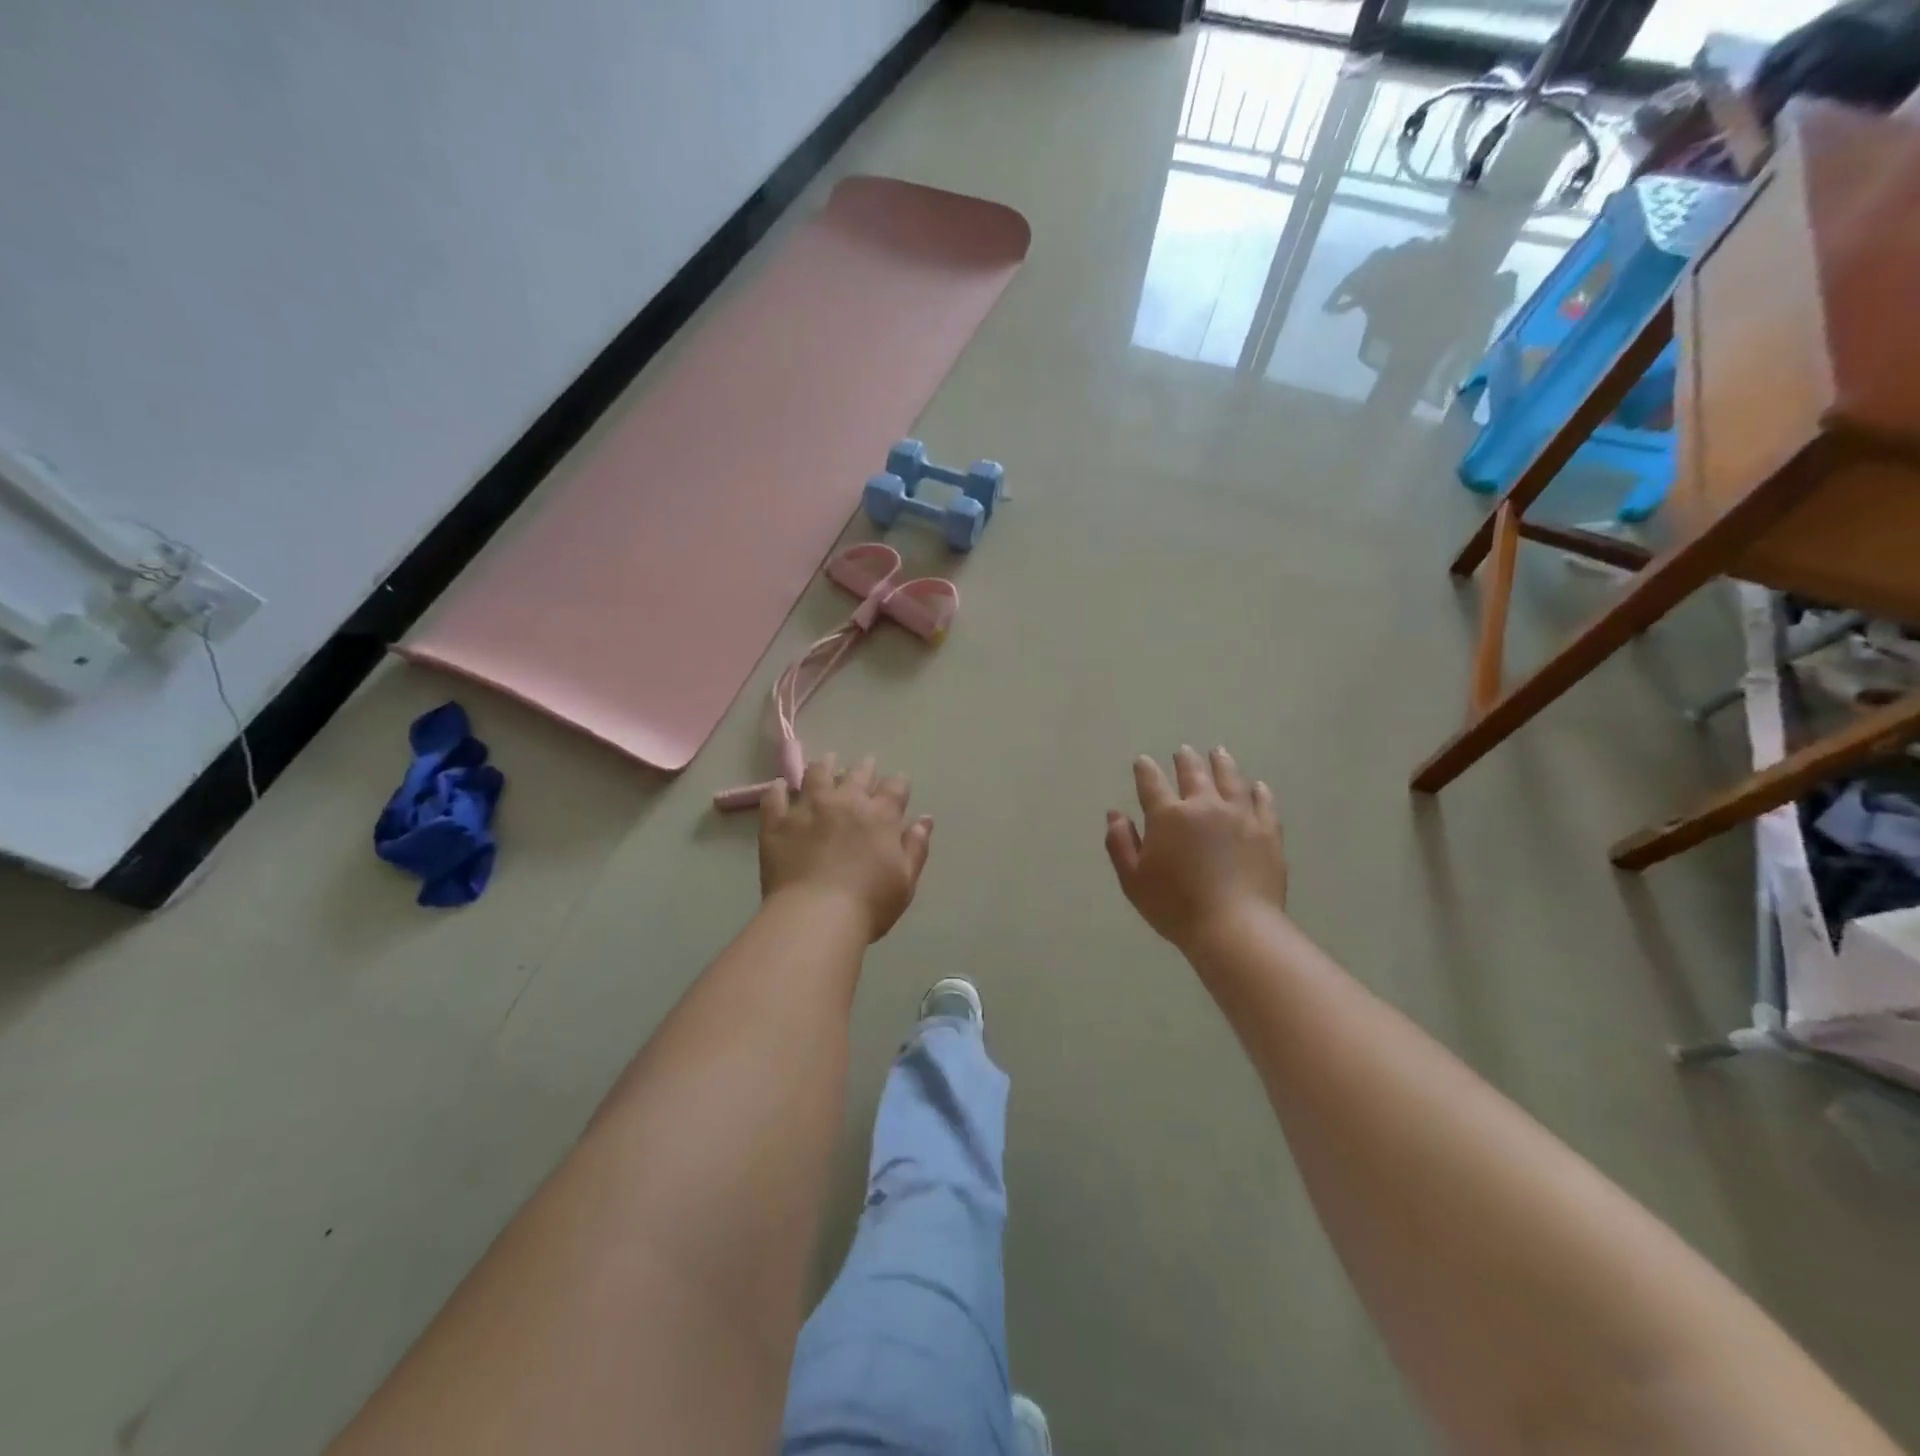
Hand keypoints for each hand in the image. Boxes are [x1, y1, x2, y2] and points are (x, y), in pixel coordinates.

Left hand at [760, 753, 933, 942]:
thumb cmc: (869, 903)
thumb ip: (916, 846)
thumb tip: (924, 819)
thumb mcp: (905, 880)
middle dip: (865, 767)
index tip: (898, 784)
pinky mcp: (777, 822)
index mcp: (881, 816)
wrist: (816, 916)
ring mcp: (808, 808)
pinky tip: (781, 786)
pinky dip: (779, 789)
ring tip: (826, 763)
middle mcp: (846, 802)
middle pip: (858, 774)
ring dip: (825, 766)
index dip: (898, 783)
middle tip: (865, 764)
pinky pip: (775, 797)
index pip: (895, 788)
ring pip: (817, 774)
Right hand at [1105, 745, 1286, 952]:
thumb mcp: (1133, 880)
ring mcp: (1240, 815)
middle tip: (1182, 751)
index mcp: (1167, 815)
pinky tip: (1257, 786)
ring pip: (1230, 779)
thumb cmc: (1175, 906)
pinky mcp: (1268, 831)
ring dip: (1222, 763)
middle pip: (1193, 773)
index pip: (1151, 782)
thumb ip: (1120, 843)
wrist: (1235, 927)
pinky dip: (1259, 790)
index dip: (1145, 769)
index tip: (1143, 762)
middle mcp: (1204, 805)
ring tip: (1219, 753)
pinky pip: (1264, 802)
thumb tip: (1115, 814)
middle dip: (1185, 760)